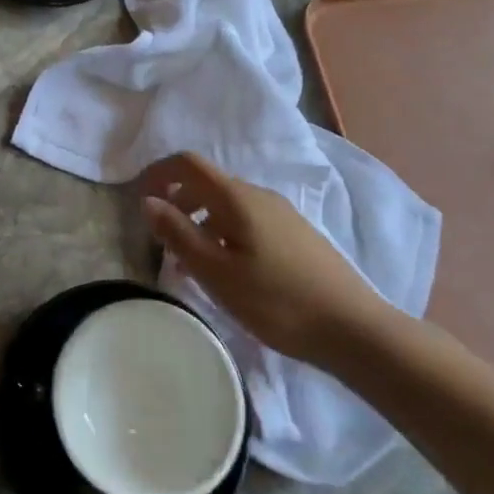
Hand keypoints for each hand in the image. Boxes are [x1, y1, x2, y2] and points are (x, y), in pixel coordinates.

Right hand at [138, 152, 393, 359]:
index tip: (139, 199)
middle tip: (161, 238)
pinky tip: (227, 270)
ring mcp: (282, 214)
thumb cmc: (277, 302)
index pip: (188, 164)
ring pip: (227, 204)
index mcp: (237, 198)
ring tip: (190, 261)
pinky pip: (247, 220)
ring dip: (199, 220)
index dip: (158, 173)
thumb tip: (148, 201)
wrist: (354, 330)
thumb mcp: (216, 272)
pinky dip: (223, 233)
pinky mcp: (295, 234)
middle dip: (177, 201)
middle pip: (207, 183)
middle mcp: (260, 195)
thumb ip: (178, 234)